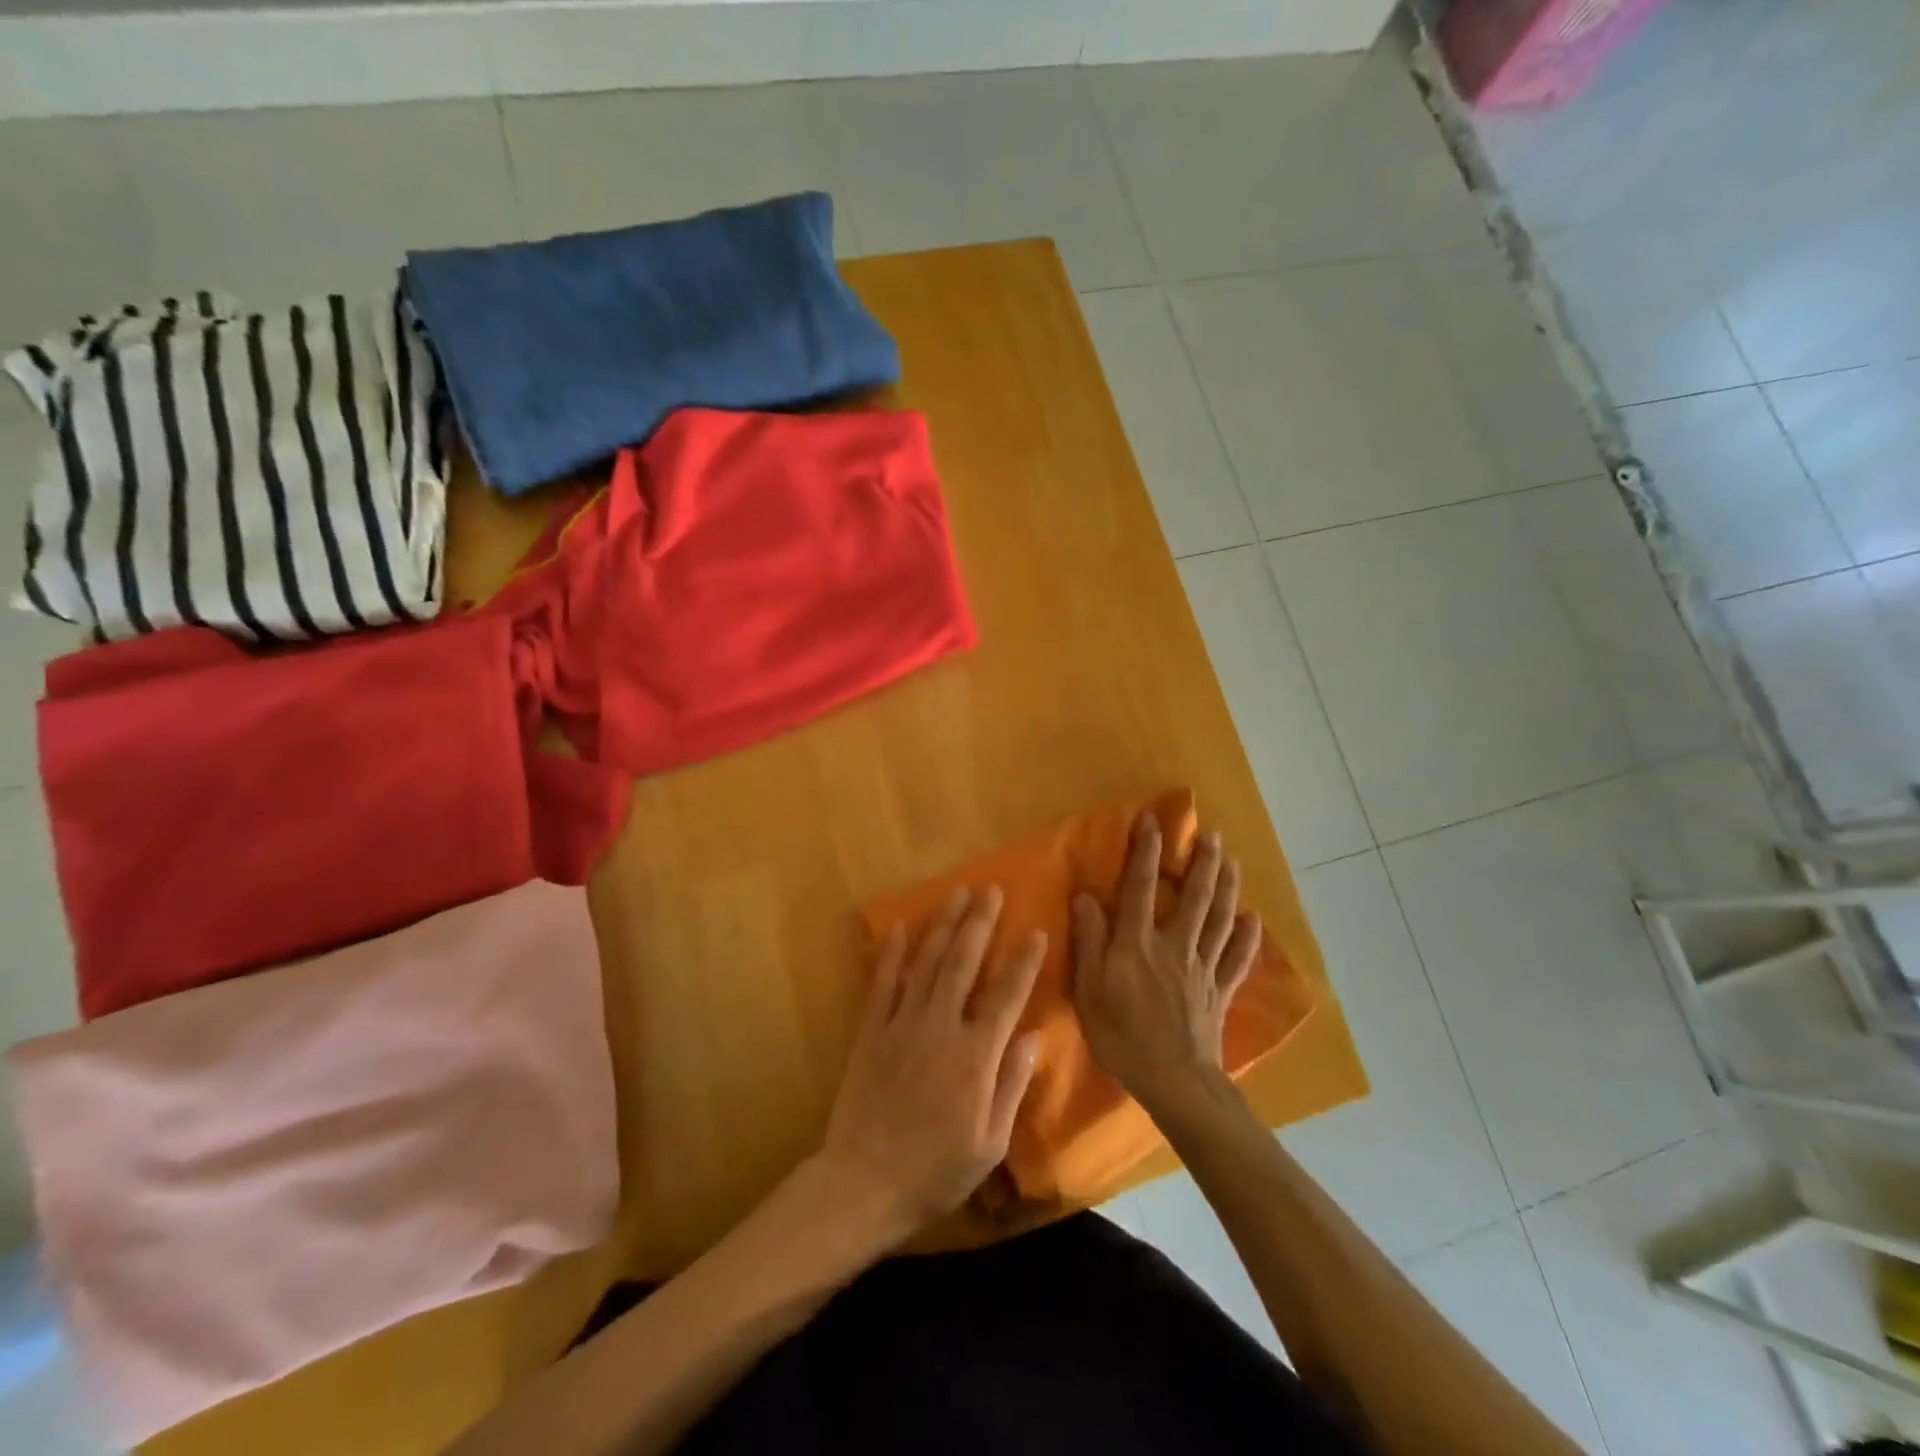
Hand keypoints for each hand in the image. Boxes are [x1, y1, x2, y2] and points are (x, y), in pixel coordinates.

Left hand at [817, 886, 1044, 1245]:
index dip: (1023, 962)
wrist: (863, 1183)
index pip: (1006, 996)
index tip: (1036, 930)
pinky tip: (898, 926)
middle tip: (990, 889)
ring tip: (955, 893)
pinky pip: (882, 982)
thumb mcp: (989, 1142)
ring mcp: (902, 1024)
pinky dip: (890, 952)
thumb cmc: (935, 1171)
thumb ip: (1011, 1084)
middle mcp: (940, 1027)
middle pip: (963, 963)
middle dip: (979, 923)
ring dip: (942, 924)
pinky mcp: (871, 1030)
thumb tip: (1034, 1036)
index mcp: (975, 1056)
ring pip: (926, 962)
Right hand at [1071, 815, 1261, 1113]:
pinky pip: (1237, 959)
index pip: (1140, 887)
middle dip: (1202, 863)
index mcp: (1138, 943)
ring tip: (1233, 862)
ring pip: (1220, 920)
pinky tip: (1253, 920)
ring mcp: (1202, 968)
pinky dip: (1248, 938)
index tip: (1152, 820)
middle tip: (1211, 835)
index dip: (1145, 851)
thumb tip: (1086, 896)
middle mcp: (1175, 945)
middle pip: (1194, 897)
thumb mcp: (1089, 990)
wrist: (1173, 1082)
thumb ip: (1089, 941)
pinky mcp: (1220, 991)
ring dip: (1228, 888)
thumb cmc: (1122, 1036)